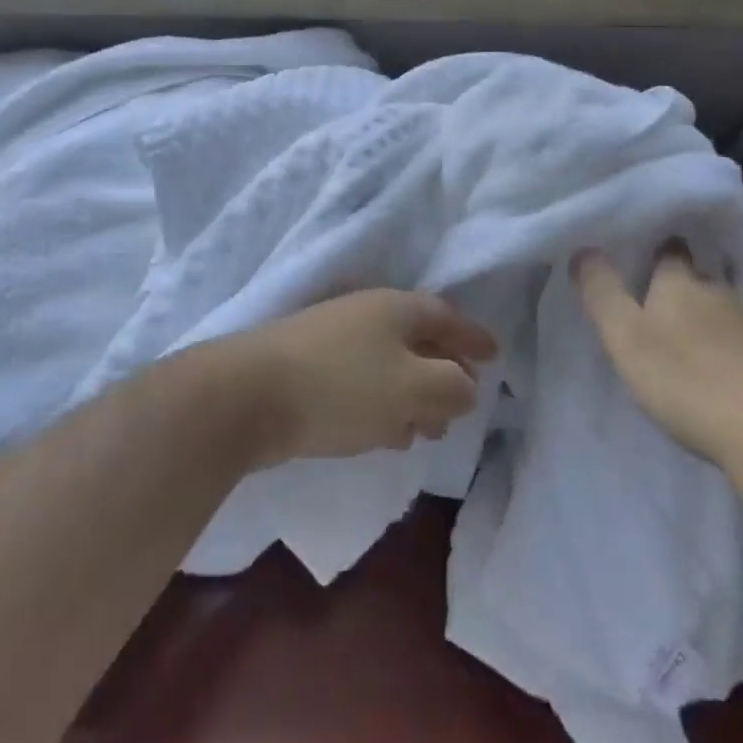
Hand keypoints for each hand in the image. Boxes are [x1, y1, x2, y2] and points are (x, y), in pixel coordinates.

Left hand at [223, 290, 498, 467]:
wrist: (248, 395)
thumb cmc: (341, 386)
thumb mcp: (412, 387)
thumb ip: (451, 386)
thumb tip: (468, 385)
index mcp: (395, 308)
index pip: (445, 316)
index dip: (472, 336)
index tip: (495, 354)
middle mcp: (365, 315)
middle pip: (417, 340)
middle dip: (444, 373)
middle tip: (463, 403)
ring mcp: (333, 340)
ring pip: (389, 366)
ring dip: (413, 396)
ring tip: (429, 430)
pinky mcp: (309, 369)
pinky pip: (362, 384)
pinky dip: (383, 405)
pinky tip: (387, 434)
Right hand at [573, 243, 742, 466]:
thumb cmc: (688, 380)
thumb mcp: (625, 336)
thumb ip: (601, 292)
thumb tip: (583, 249)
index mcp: (680, 282)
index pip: (669, 251)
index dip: (657, 250)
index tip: (644, 254)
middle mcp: (719, 294)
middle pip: (697, 281)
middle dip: (679, 288)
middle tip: (655, 303)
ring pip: (722, 313)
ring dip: (705, 322)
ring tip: (684, 341)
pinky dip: (729, 352)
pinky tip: (720, 374)